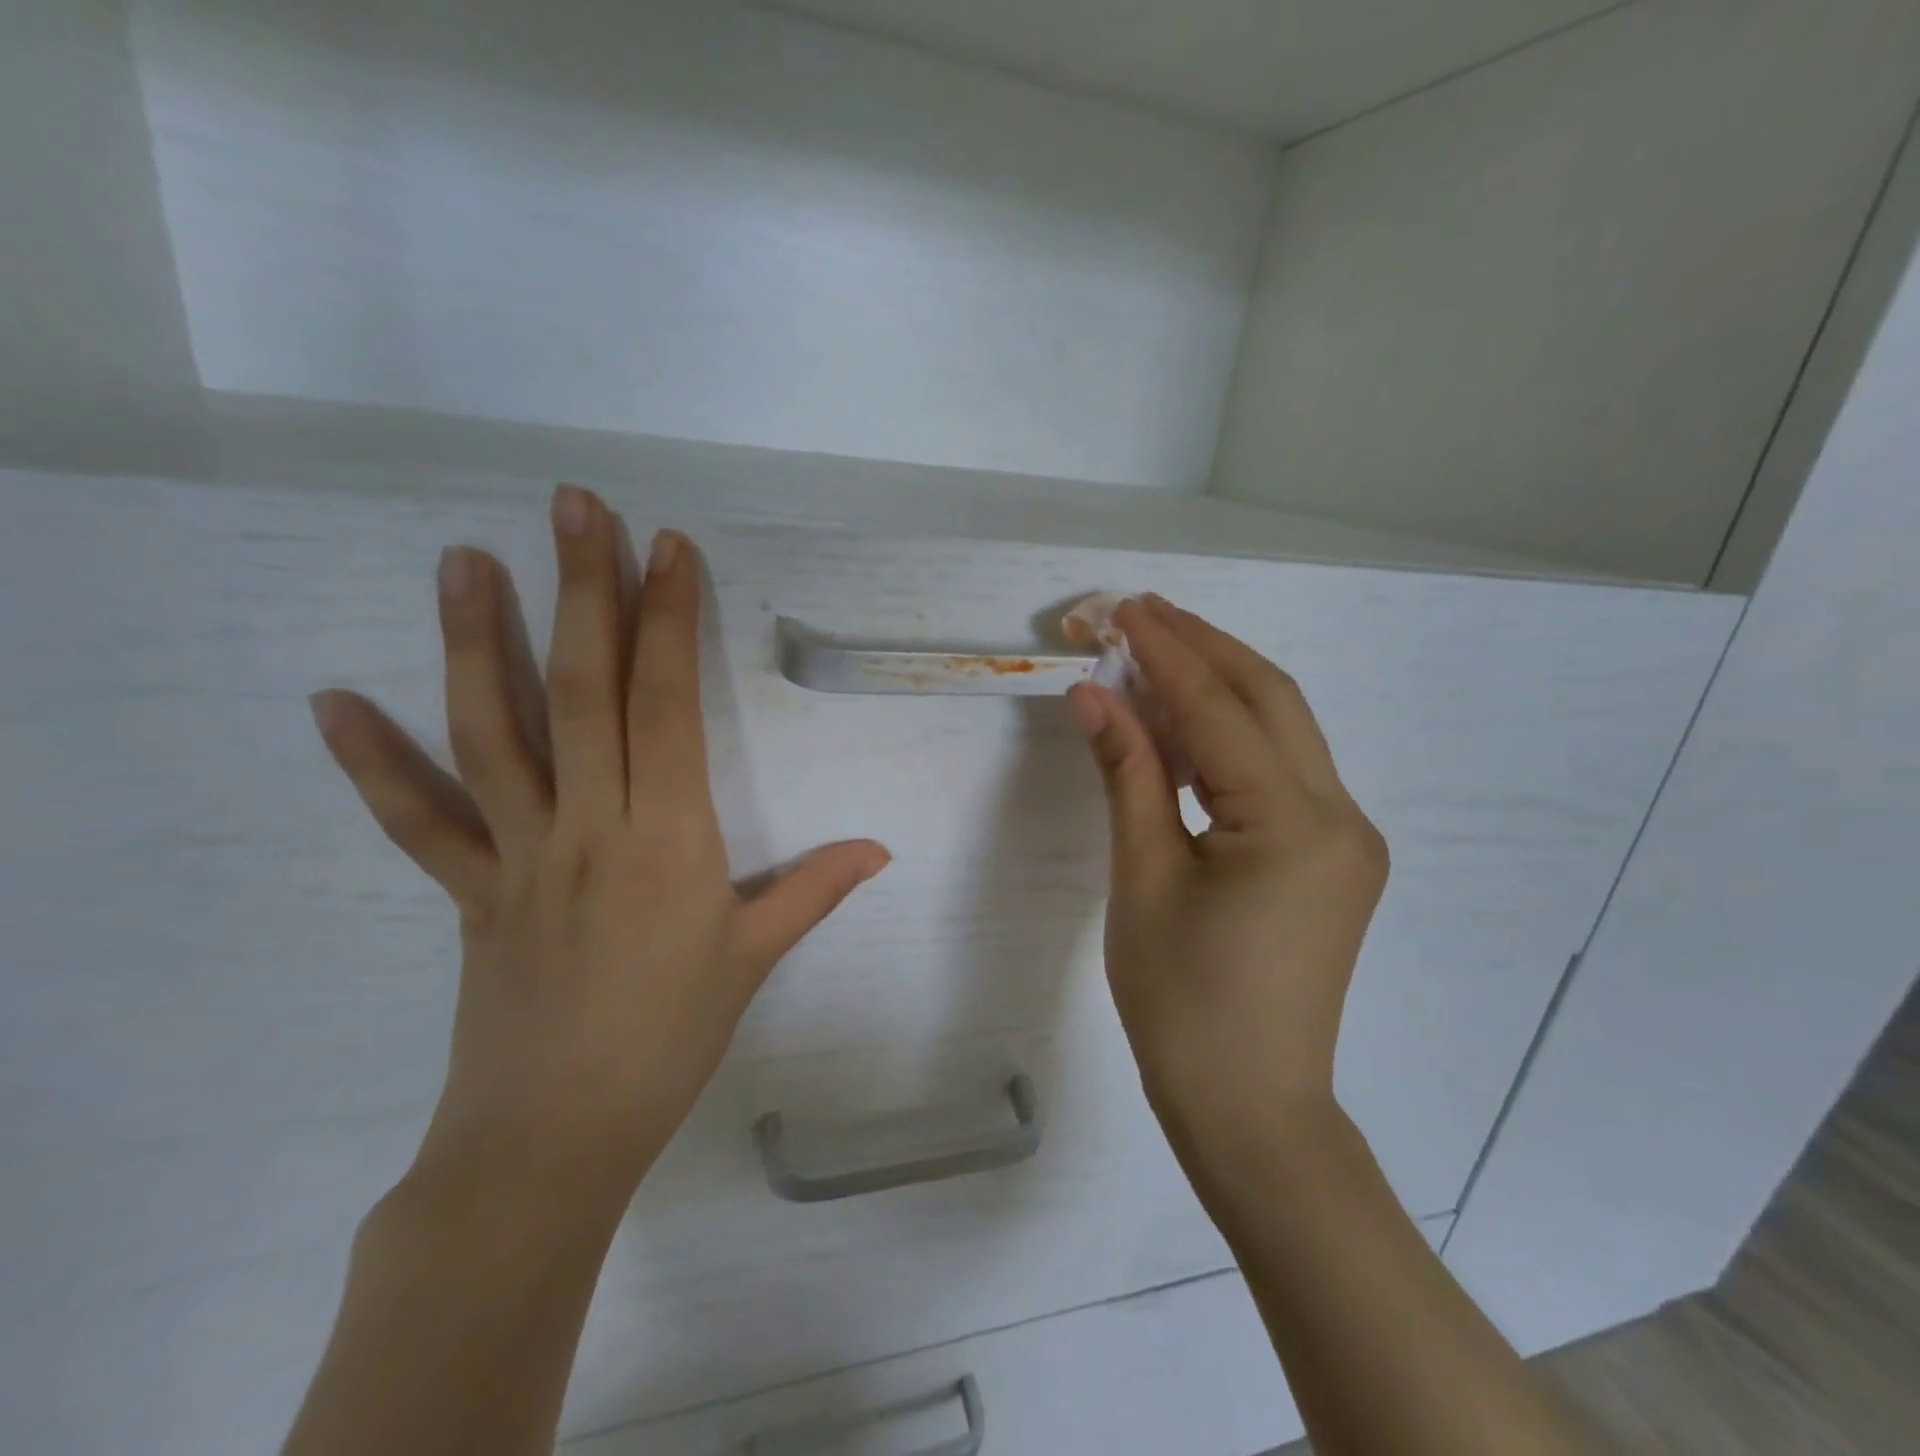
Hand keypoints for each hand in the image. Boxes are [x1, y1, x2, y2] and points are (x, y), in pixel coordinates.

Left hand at [309, 485, 889, 1216]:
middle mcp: (589, 825)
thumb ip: (815, 891)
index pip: (667, 705)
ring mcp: (519, 853)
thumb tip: (880, 849)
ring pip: (493, 733)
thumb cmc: (670, 1039)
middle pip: (583, 692)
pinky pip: (420, 821)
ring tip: (465, 560)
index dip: (670, 621)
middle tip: (574, 508)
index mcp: (668, 837)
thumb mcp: (753, 959)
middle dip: (586, 592)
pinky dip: (374, 764)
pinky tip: (334, 703)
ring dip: (478, 642)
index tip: (669, 548)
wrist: (556, 1136)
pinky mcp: (471, 890)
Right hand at [1065, 595, 1386, 1149]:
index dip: (1165, 653)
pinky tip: (1184, 725)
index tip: (1119, 609)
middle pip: (1270, 698)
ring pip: (1281, 730)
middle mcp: (1340, 816)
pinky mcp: (1332, 857)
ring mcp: (1345, 837)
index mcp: (1295, 824)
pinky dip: (1230, 736)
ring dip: (1218, 685)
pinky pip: (1280, 771)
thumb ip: (1127, 774)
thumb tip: (1093, 694)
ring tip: (1154, 653)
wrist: (1249, 1108)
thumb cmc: (1182, 1003)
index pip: (1221, 709)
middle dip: (1203, 646)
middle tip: (1140, 613)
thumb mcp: (1142, 880)